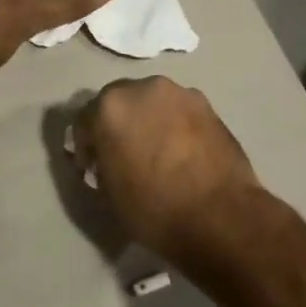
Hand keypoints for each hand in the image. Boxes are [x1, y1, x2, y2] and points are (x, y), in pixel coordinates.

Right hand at [72, 78, 262, 264]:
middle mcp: (143, 88)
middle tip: (123, 155)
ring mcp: (179, 93)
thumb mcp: (108, 192)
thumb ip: (100, 163)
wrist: (221, 218)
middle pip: (118, 102)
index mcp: (110, 107)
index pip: (84, 120)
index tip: (93, 168)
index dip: (86, 146)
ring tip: (156, 152)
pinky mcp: (208, 106)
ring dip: (146, 121)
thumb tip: (106, 157)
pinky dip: (173, 125)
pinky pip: (178, 112)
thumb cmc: (154, 208)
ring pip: (151, 103)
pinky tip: (180, 152)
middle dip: (116, 125)